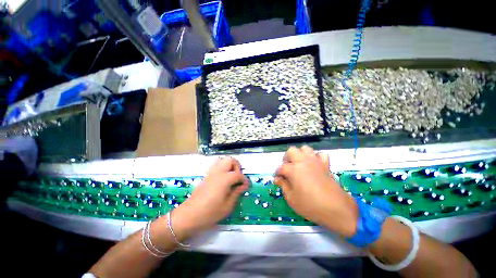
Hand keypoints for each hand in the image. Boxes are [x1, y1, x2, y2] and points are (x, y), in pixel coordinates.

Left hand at [171, 157, 248, 239]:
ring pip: (222, 160)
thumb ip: (236, 193)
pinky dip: (222, 168)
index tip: (246, 186)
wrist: (189, 215)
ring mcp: (211, 173)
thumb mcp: (227, 206)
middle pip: (230, 160)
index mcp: (224, 179)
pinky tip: (223, 180)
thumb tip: (244, 185)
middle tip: (238, 178)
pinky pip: (216, 166)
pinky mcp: (206, 176)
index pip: (238, 174)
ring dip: (229, 166)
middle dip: (237, 166)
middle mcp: (218, 172)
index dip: (244, 180)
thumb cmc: (210, 213)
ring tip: (231, 177)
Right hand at [275, 146, 357, 237]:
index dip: (277, 173)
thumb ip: (283, 186)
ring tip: (299, 164)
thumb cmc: (310, 205)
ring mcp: (315, 161)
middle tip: (287, 168)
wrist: (336, 209)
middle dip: (286, 158)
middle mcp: (303, 162)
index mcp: (293, 170)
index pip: (281, 167)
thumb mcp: (291, 198)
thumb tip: (277, 179)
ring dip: (300, 154)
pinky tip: (314, 165)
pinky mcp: (325, 165)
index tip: (277, 178)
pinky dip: (316, 157)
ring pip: (305, 148)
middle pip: (291, 151)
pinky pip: (321, 155)